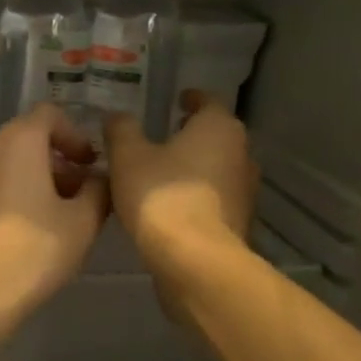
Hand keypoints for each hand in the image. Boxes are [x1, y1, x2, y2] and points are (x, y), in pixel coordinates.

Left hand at [0, 103, 109, 321]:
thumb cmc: (33, 251)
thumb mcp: (82, 222)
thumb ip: (98, 191)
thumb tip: (98, 179)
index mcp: (16, 142)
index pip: (49, 115)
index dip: (75, 135)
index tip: (91, 164)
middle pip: (26, 143)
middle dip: (56, 165)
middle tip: (80, 198)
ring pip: (4, 169)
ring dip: (32, 183)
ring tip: (54, 221)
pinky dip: (7, 200)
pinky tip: (21, 237)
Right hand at [103, 91, 258, 288]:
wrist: (195, 261)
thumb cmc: (162, 196)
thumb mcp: (127, 156)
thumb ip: (121, 130)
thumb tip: (116, 116)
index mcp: (219, 127)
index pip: (207, 100)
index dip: (190, 98)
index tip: (177, 100)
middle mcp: (241, 153)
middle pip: (216, 135)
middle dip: (192, 134)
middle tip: (163, 135)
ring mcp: (245, 190)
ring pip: (217, 168)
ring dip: (194, 167)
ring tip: (162, 173)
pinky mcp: (239, 222)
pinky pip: (214, 198)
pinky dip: (196, 195)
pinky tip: (170, 206)